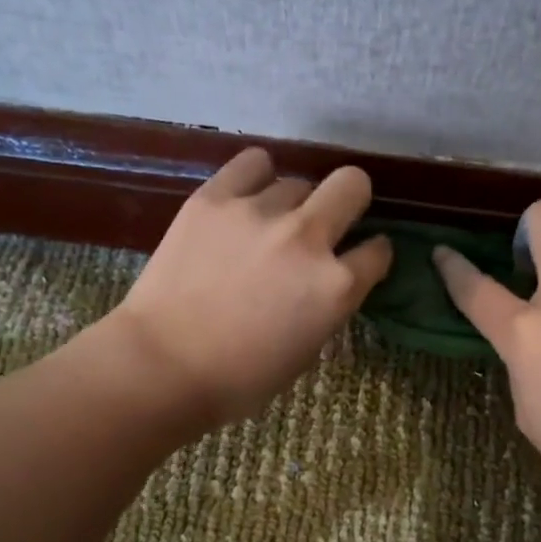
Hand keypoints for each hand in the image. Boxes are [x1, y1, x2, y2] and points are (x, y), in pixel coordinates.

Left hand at [105, 147, 392, 427]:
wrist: (162, 366)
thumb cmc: (239, 378)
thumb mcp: (306, 351)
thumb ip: (328, 306)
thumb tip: (329, 280)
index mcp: (335, 286)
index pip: (378, 251)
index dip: (371, 255)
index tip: (359, 258)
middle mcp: (307, 238)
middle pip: (351, 185)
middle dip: (349, 201)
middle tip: (328, 221)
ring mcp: (259, 213)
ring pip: (296, 181)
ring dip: (292, 203)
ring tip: (266, 225)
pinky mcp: (214, 198)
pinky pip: (252, 163)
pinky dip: (255, 177)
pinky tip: (245, 197)